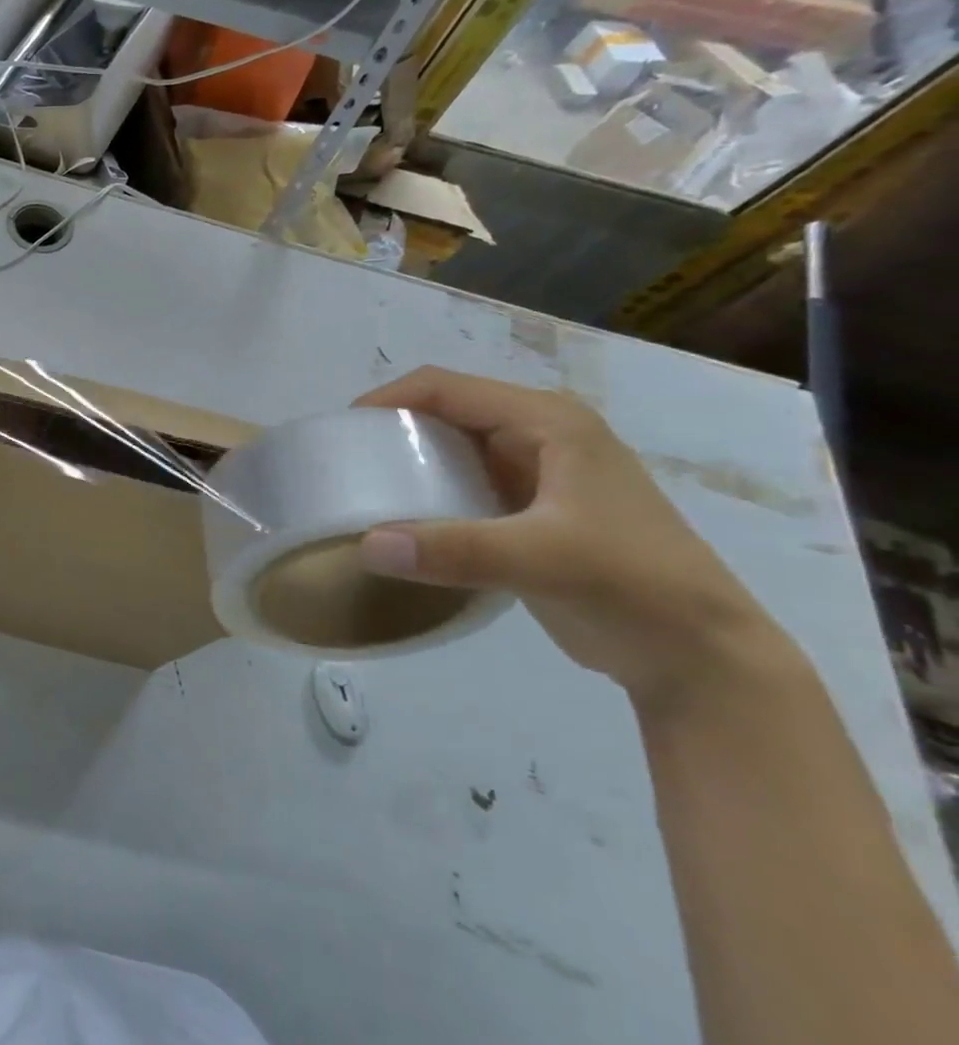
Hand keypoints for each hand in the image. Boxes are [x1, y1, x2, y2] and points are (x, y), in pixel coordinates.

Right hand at [353, 367, 793, 705]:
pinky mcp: (532, 509)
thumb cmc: (633, 586)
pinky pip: (463, 482)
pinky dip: (428, 491)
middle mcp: (540, 434)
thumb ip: (452, 550)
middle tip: (347, 463)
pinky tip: (403, 518)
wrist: (702, 657)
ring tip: (364, 487)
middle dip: (392, 429)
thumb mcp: (542, 560)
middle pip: (446, 411)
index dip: (388, 399)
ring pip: (453, 447)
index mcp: (547, 422)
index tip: (342, 432)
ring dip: (408, 461)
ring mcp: (538, 472)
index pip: (446, 388)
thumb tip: (365, 545)